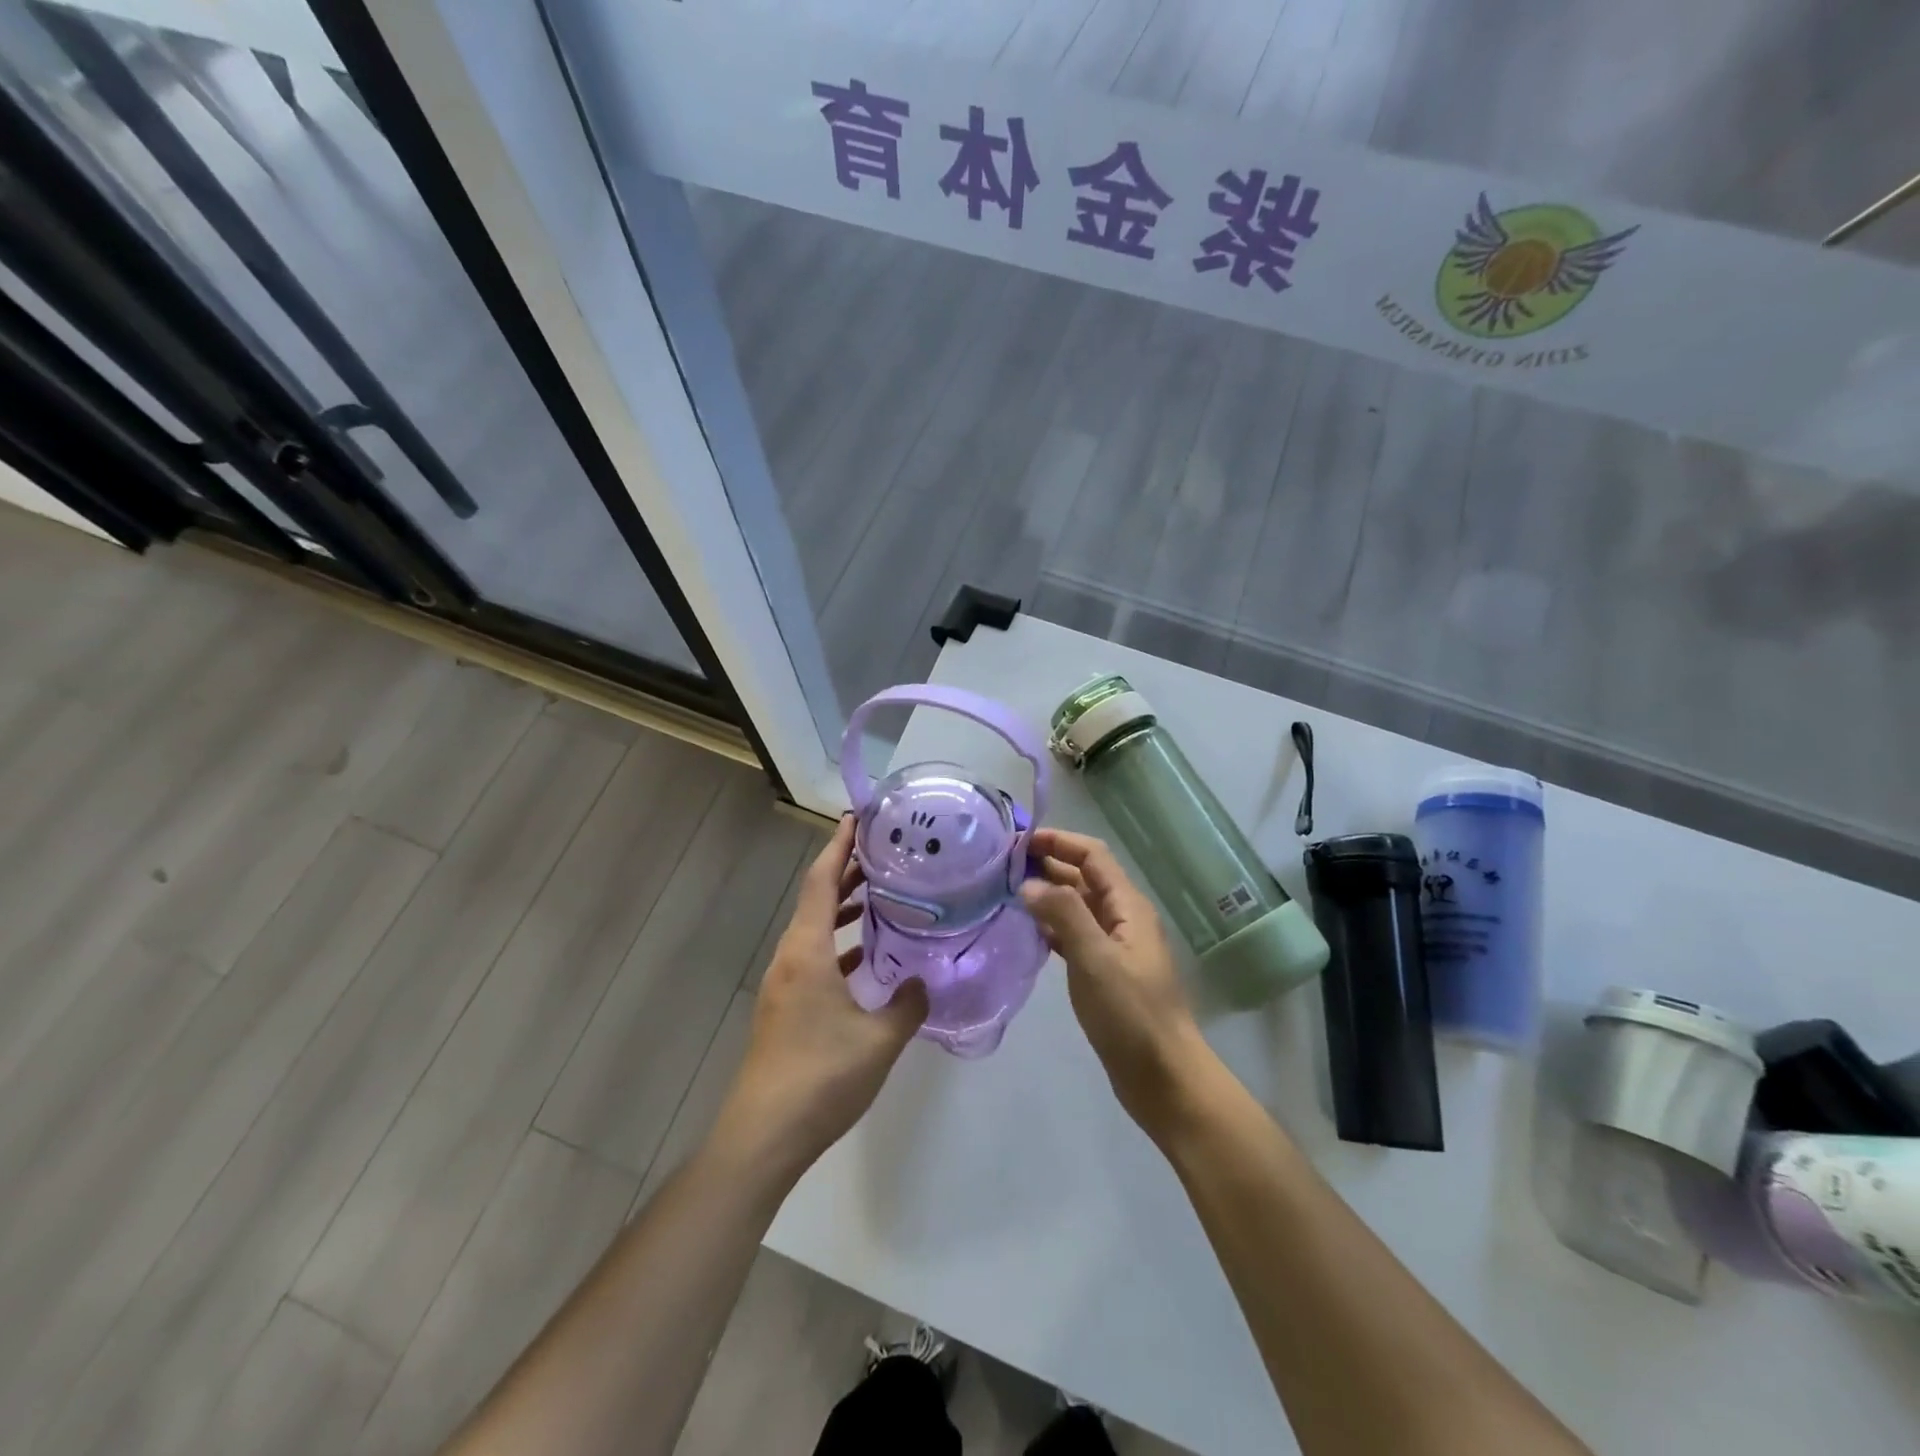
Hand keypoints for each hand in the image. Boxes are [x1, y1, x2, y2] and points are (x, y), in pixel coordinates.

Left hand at [716, 816, 928, 1180]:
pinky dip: (838, 945)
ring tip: (880, 896)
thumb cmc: (822, 1076)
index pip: (823, 881)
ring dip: (843, 909)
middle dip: (847, 872)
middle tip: (885, 854)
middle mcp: (790, 957)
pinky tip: (865, 958)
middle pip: (817, 900)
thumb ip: (907, 1004)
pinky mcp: (785, 1007)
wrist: (764, 1135)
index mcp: (807, 951)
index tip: (858, 819)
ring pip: (815, 929)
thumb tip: (922, 982)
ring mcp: (784, 983)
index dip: (839, 846)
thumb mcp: (879, 1040)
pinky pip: (813, 957)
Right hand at [1020, 828, 1205, 1133]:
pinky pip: (1074, 936)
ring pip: (1077, 907)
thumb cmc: (1131, 1013)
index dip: (1059, 842)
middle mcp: (1123, 919)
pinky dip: (1051, 927)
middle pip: (1084, 878)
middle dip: (1049, 866)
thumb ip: (1063, 914)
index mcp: (1128, 906)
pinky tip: (1026, 932)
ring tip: (1007, 893)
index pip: (1093, 856)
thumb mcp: (1096, 958)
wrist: (1163, 1077)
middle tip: (1003, 866)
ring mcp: (1114, 947)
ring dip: (1047, 895)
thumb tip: (1029, 884)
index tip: (1019, 843)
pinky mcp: (1104, 973)